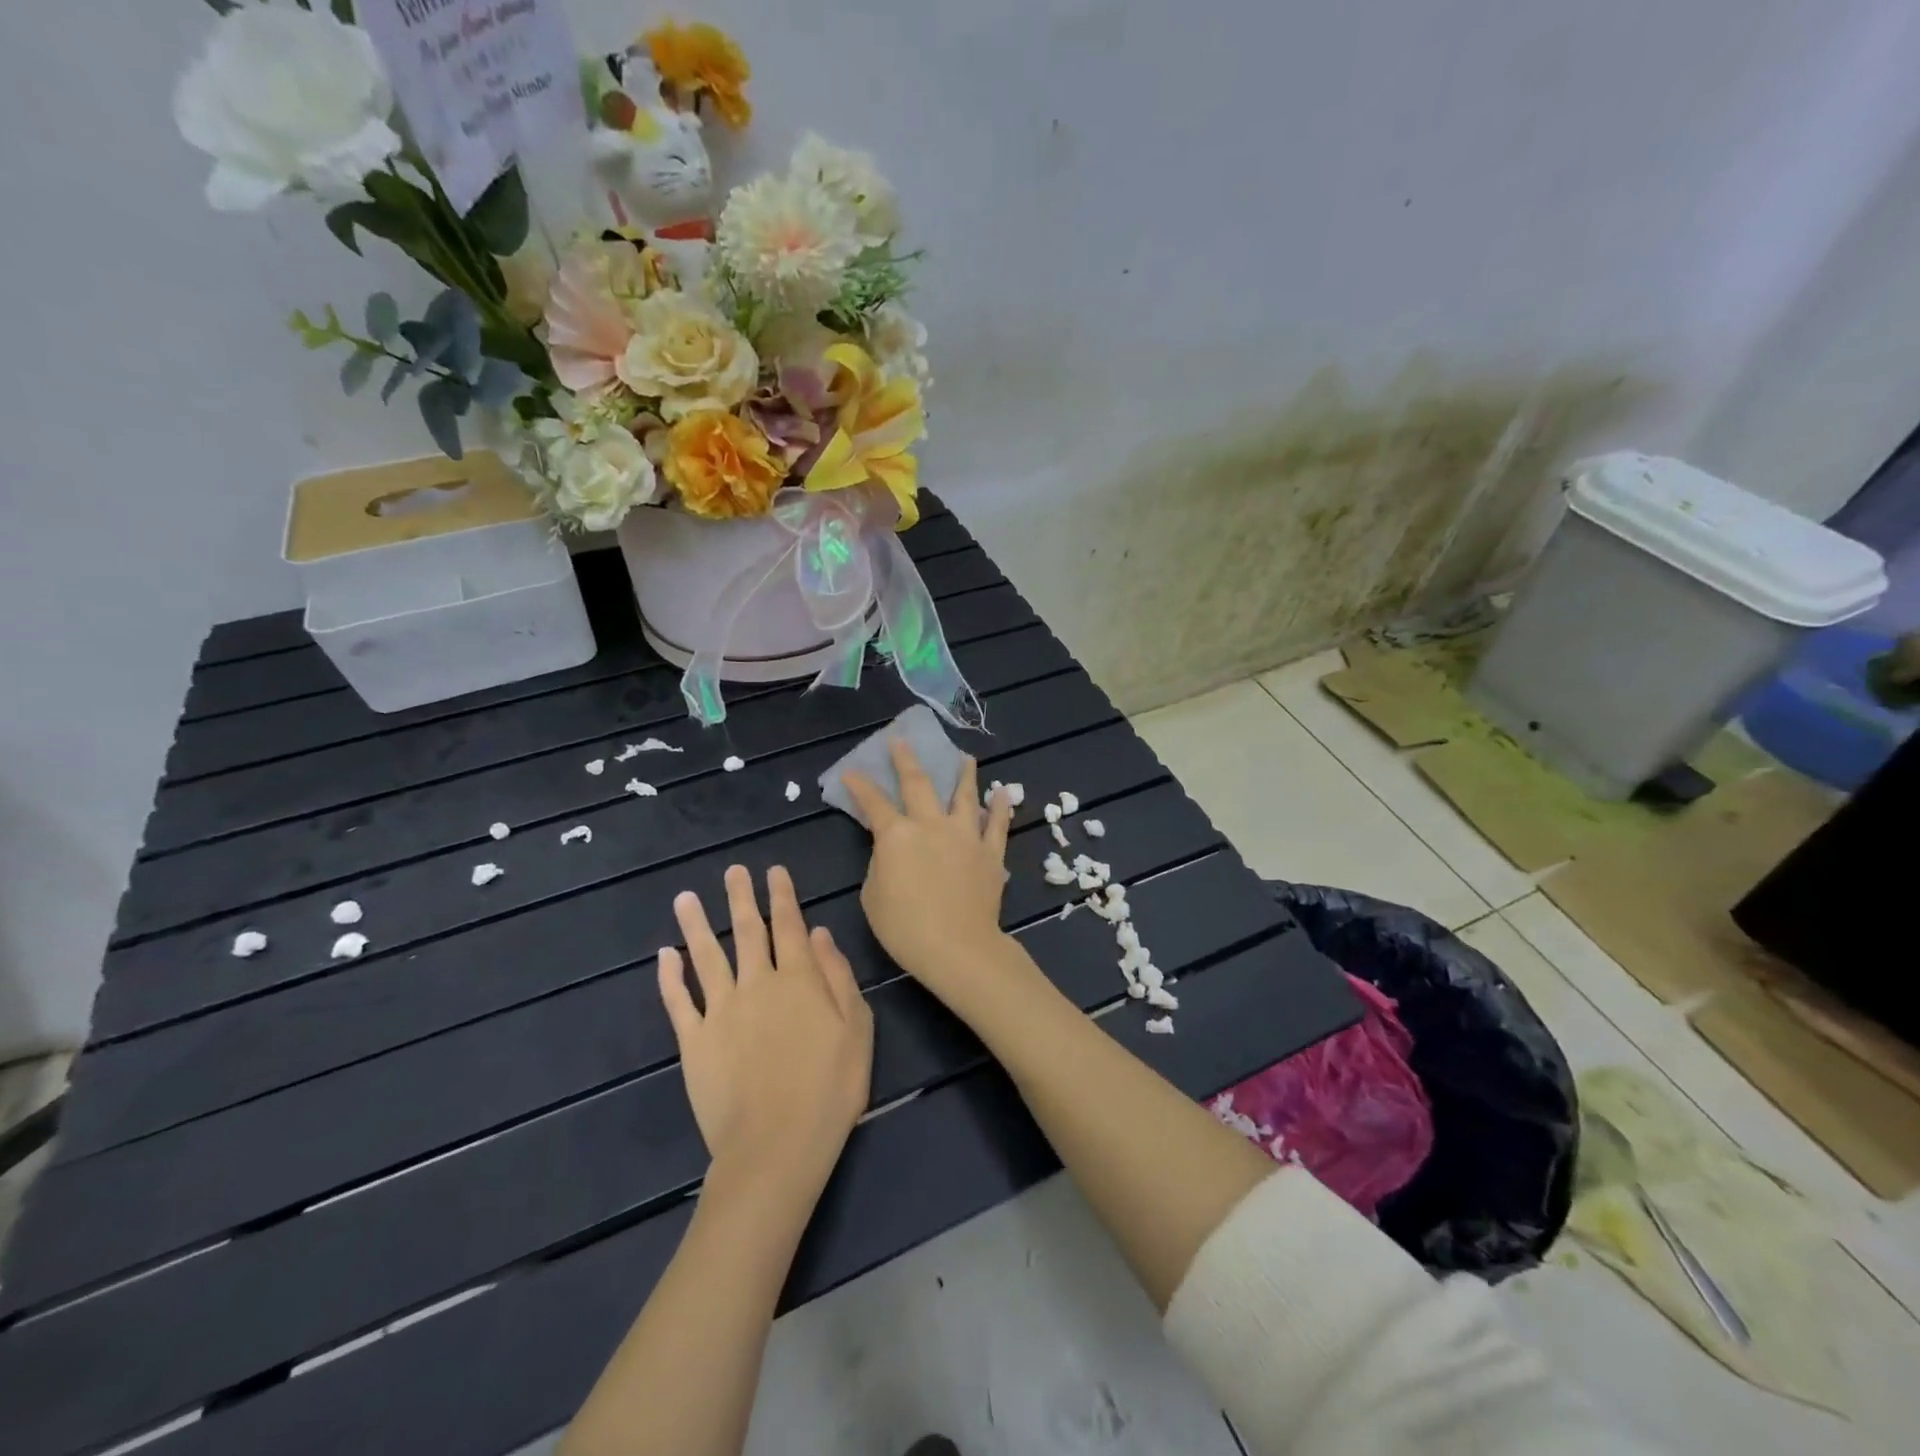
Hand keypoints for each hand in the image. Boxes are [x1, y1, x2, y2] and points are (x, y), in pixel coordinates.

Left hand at [659, 865, 872, 1193]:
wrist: (777, 1147)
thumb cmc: (830, 1089)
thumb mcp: (857, 1029)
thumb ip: (838, 976)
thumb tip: (820, 933)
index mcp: (799, 979)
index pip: (790, 925)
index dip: (783, 895)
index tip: (774, 870)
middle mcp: (757, 984)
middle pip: (747, 931)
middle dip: (742, 897)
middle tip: (733, 871)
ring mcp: (721, 1011)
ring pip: (706, 956)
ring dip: (696, 924)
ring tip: (686, 898)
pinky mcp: (694, 1041)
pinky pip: (678, 1001)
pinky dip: (670, 976)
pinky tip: (665, 955)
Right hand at [842, 740, 1016, 1006]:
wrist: (957, 947)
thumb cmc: (905, 927)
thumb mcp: (873, 896)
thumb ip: (881, 864)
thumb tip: (892, 851)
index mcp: (897, 835)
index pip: (873, 803)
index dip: (860, 785)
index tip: (852, 771)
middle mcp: (931, 825)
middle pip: (918, 783)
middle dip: (907, 759)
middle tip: (902, 741)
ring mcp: (965, 836)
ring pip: (964, 795)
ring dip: (964, 774)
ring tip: (965, 758)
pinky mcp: (990, 853)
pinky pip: (997, 825)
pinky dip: (1000, 807)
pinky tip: (1003, 793)